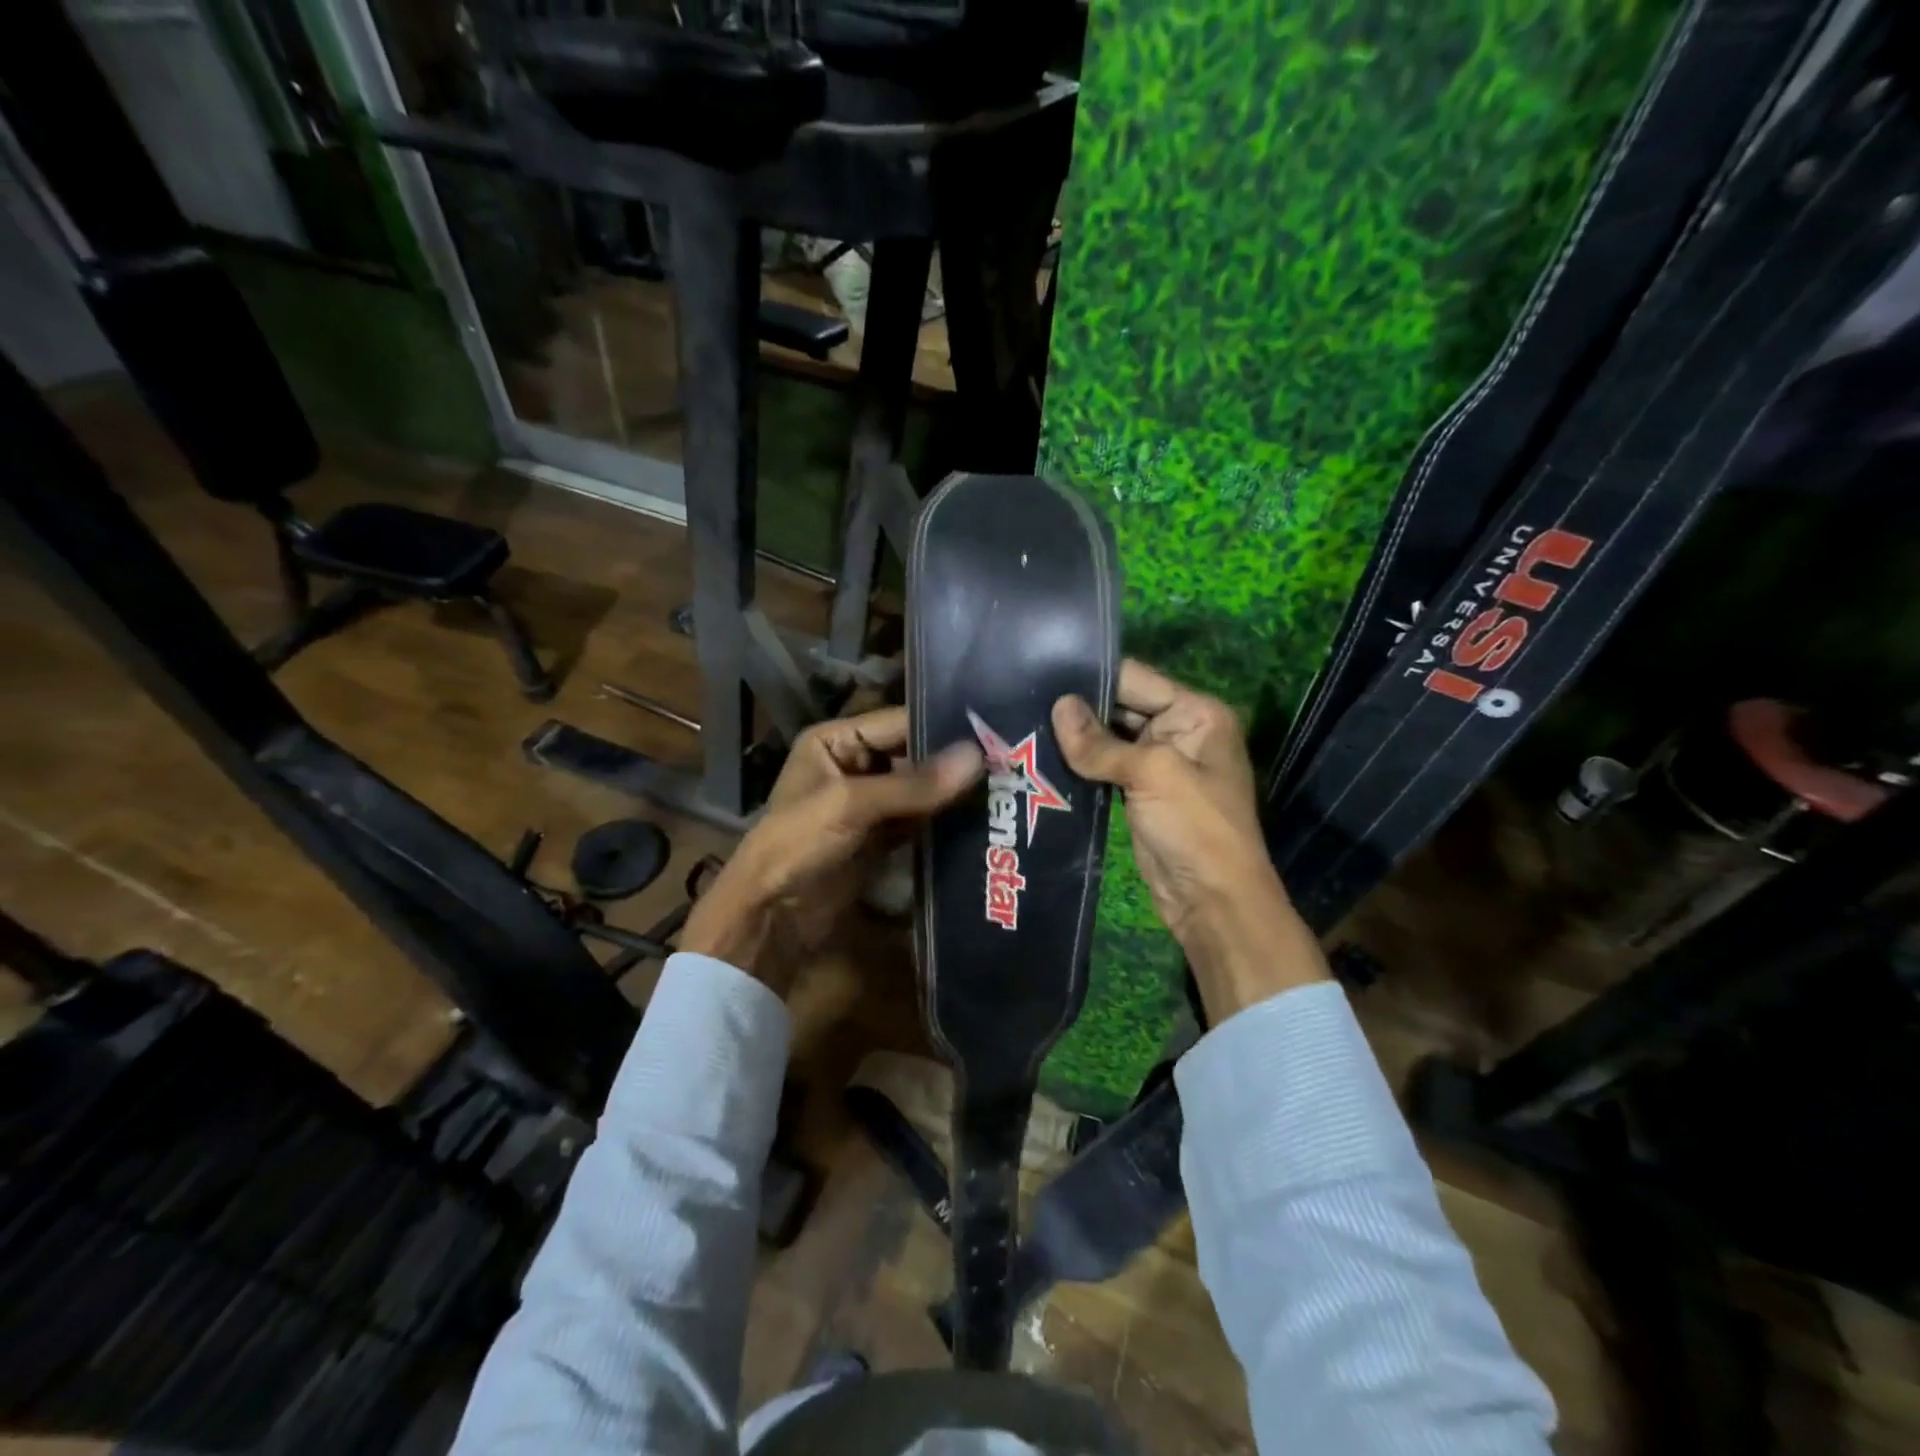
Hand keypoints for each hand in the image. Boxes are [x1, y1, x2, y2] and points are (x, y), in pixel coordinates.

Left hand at [680, 706, 982, 991]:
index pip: (899, 723)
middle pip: (913, 756)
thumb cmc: (797, 845)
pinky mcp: (880, 839)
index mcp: (836, 742)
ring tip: (1007, 788)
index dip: (943, 728)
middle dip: (954, 763)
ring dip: (953, 794)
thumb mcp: (851, 805)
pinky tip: (982, 820)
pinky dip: (943, 822)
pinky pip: (918, 821)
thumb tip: (978, 756)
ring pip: (919, 791)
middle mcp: (853, 766)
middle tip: (1012, 762)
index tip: (996, 732)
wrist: (770, 918)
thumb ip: (914, 784)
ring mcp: (868, 805)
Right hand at [1052, 660, 1327, 1021]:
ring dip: (1075, 737)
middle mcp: (1179, 731)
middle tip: (1022, 698)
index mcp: (1196, 713)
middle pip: (1121, 706)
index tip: (1041, 670)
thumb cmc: (1195, 827)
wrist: (1213, 900)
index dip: (1092, 676)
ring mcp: (1159, 764)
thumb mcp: (1151, 774)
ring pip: (1109, 738)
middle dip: (1078, 707)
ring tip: (1024, 723)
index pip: (1136, 679)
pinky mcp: (1140, 792)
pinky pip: (1105, 767)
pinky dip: (1080, 764)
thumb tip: (1057, 707)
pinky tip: (1042, 755)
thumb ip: (1100, 743)